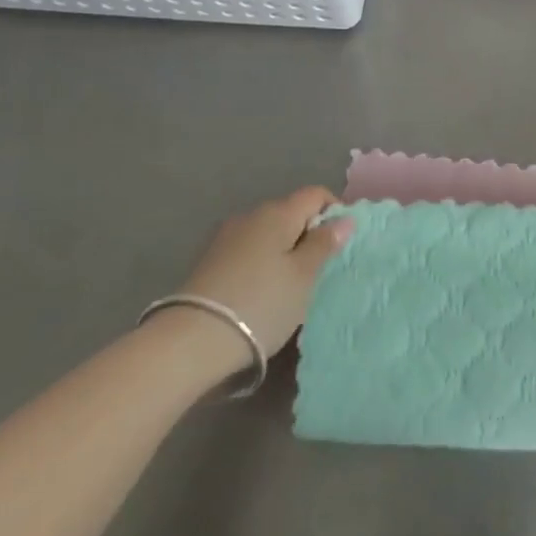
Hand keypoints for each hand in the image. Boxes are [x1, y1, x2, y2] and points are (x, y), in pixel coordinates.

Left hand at [179, 188, 352, 356]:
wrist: (190, 341)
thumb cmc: (261, 303)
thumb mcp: (303, 276)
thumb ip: (324, 244)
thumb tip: (344, 218)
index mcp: (278, 212)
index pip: (315, 194)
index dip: (334, 211)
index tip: (340, 243)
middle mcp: (251, 214)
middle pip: (289, 212)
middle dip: (307, 232)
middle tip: (318, 269)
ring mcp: (225, 237)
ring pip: (267, 233)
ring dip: (282, 249)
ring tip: (288, 284)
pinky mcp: (208, 260)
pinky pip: (247, 250)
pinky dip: (260, 262)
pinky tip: (260, 291)